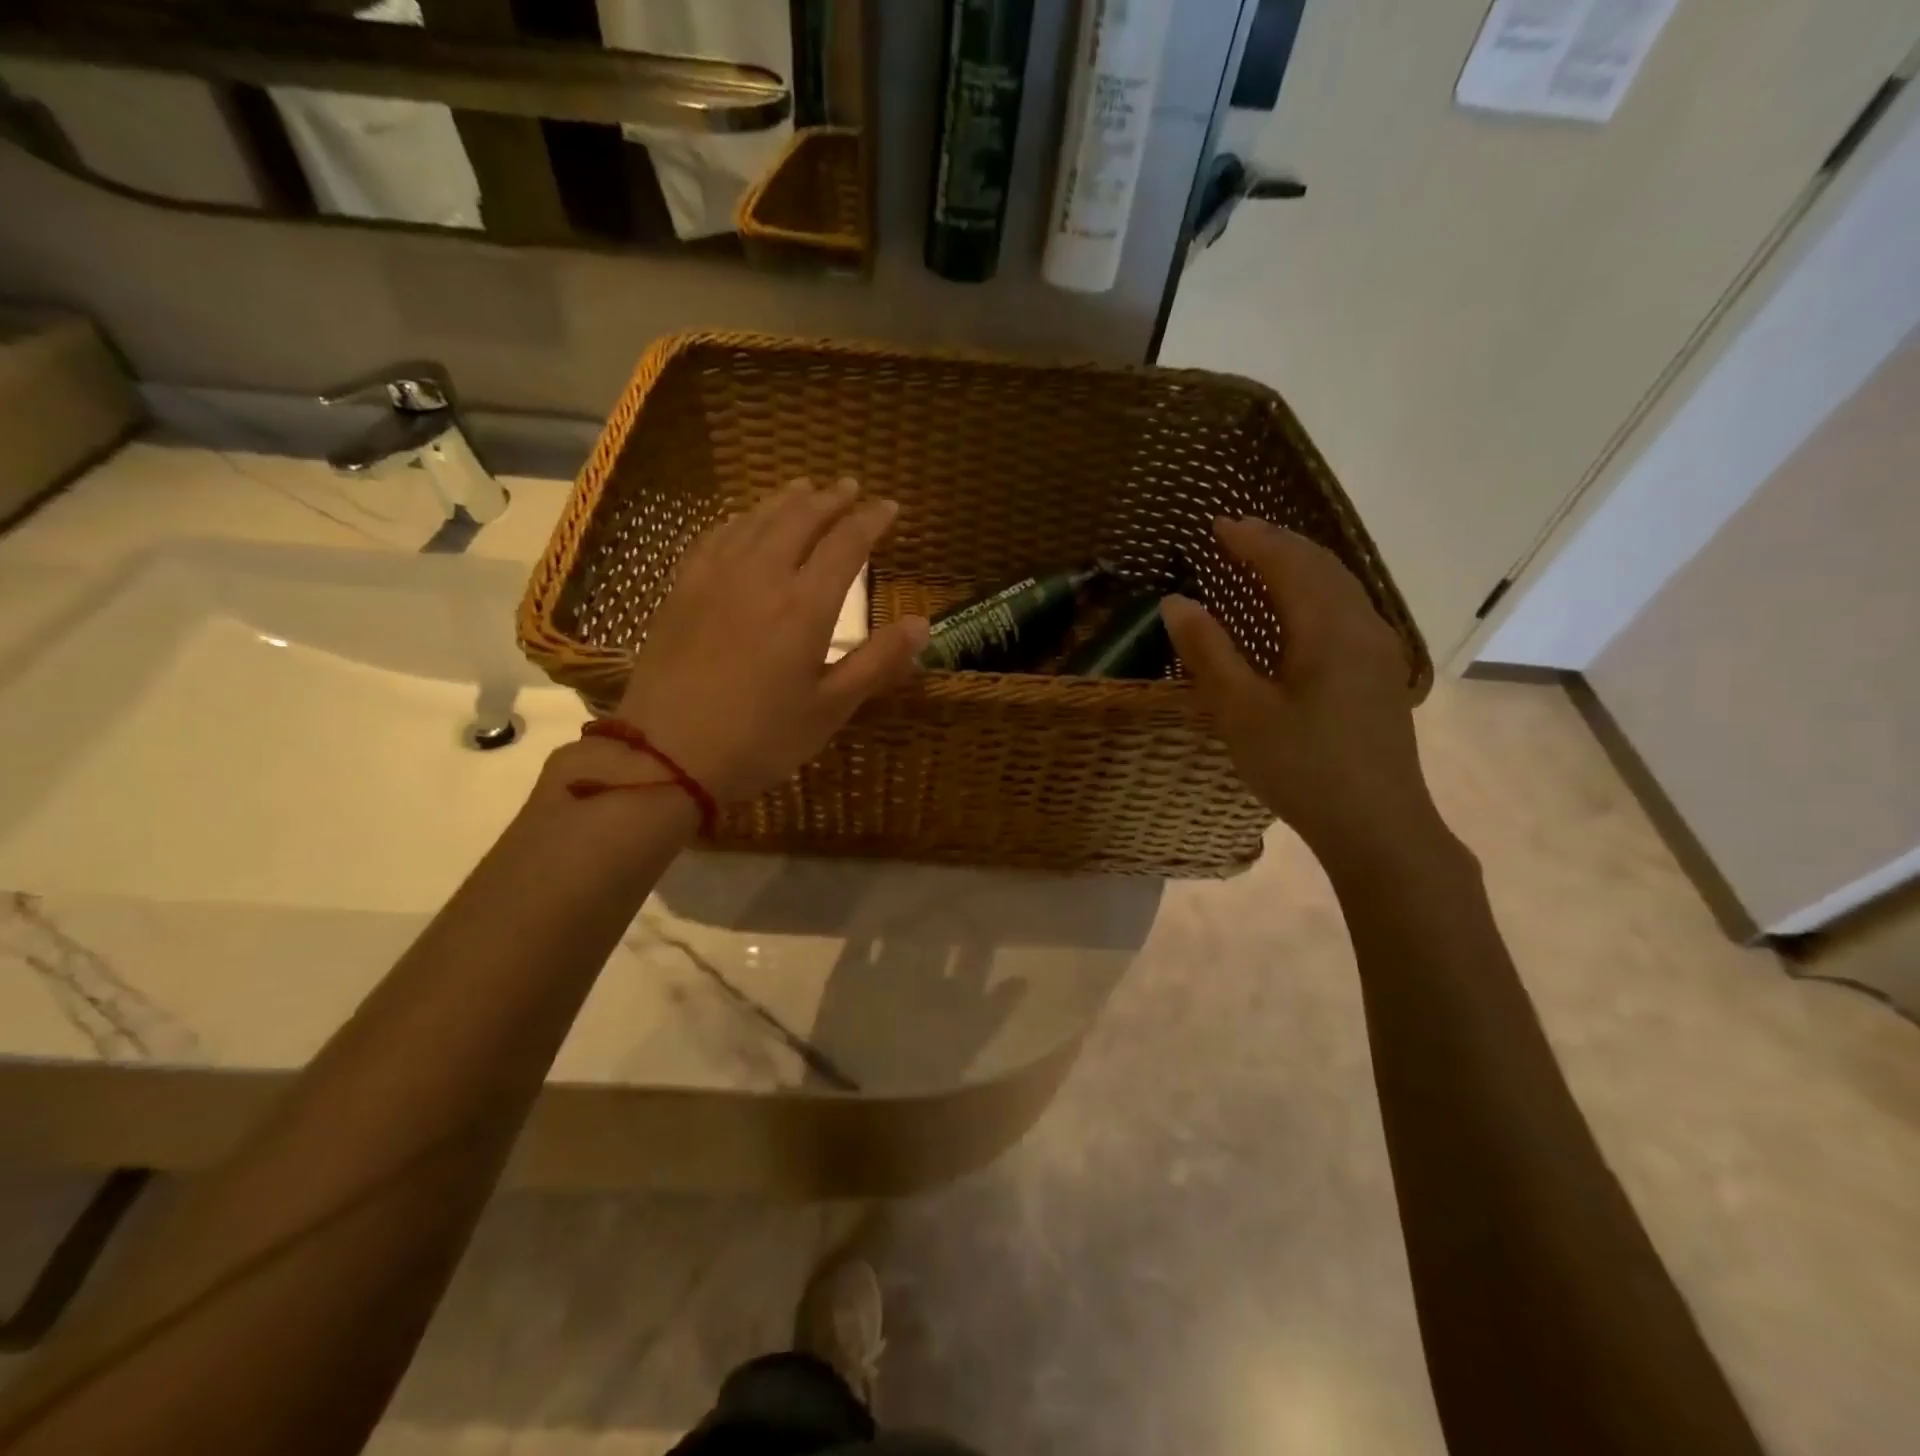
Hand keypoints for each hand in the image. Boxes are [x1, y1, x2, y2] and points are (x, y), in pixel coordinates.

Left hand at [611, 477, 929, 801]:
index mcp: (804, 606)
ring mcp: (715, 578)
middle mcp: (761, 576)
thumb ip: (877, 662)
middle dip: (830, 498)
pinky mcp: (682, 590)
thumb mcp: (830, 709)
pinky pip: (716, 537)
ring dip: (786, 500)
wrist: (666, 756)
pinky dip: (740, 519)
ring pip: (756, 520)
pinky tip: (744, 521)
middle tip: (851, 487)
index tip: (890, 507)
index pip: (846, 544)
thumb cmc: (760, 740)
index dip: (871, 520)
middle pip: (800, 519)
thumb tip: (921, 624)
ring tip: (805, 487)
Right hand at [1160, 518, 1443, 867]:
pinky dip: (1316, 591)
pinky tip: (1300, 609)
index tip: (1215, 524)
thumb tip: (1175, 601)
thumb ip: (1208, 652)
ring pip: (1340, 586)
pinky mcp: (1381, 675)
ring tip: (1263, 558)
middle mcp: (1362, 626)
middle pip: (1321, 566)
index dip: (1250, 540)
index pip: (1287, 564)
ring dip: (1300, 564)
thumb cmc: (1302, 767)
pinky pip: (1348, 609)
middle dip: (1277, 543)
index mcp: (1328, 629)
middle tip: (1236, 532)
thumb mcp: (1241, 712)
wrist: (1378, 825)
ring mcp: (1379, 651)